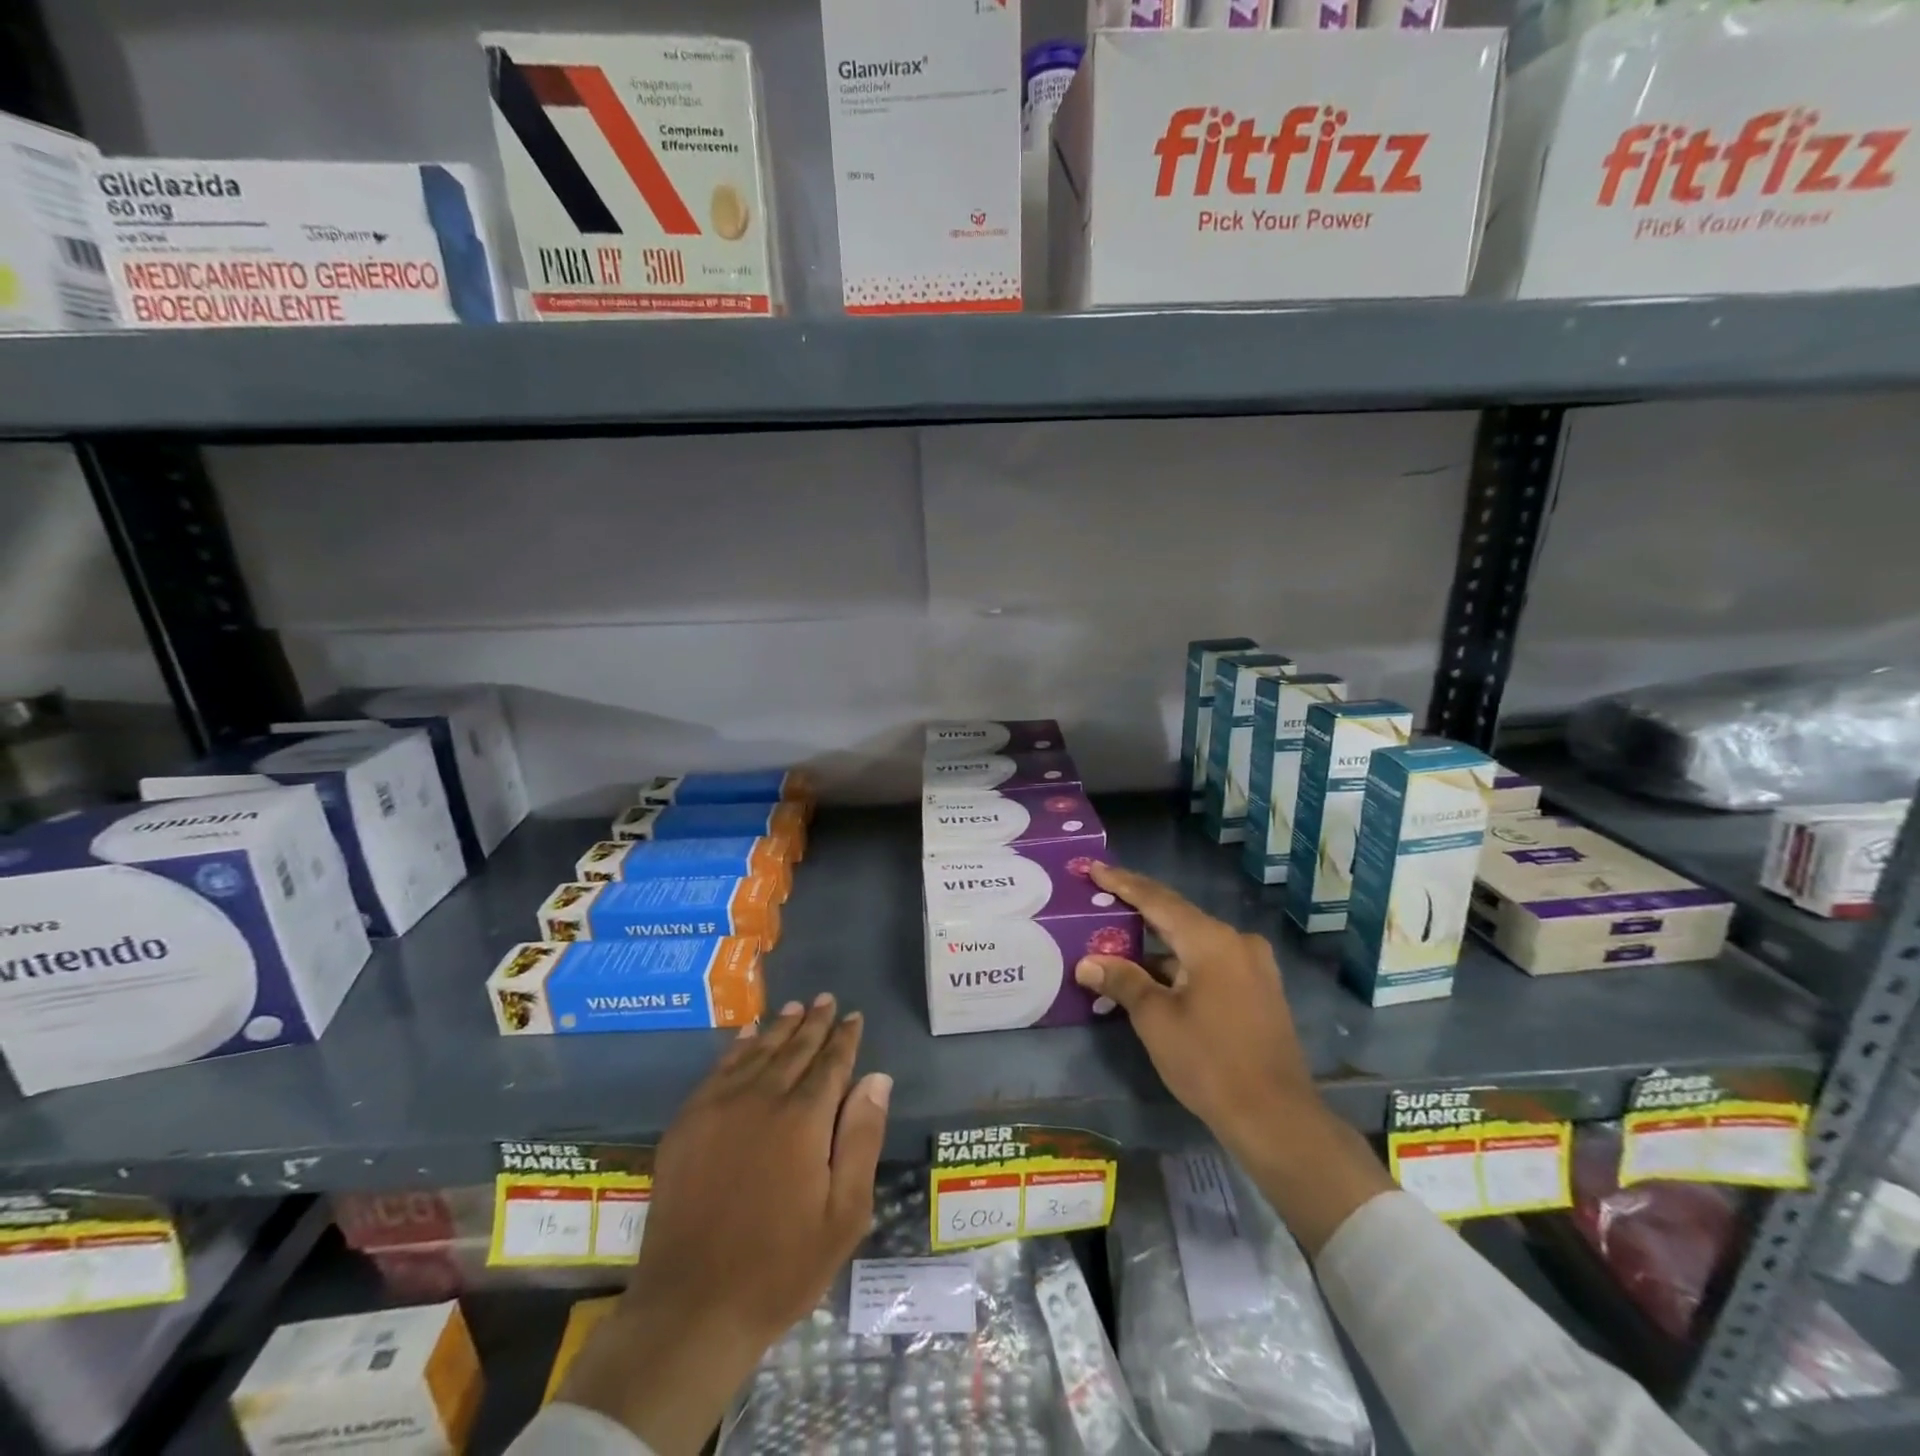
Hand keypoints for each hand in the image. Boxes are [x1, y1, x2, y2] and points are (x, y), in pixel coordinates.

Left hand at [558, 994, 892, 1453]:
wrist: (692, 1308)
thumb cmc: (781, 1267)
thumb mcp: (843, 1214)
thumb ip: (862, 1139)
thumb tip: (876, 1078)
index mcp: (804, 1119)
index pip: (831, 1064)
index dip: (845, 1038)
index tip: (854, 1016)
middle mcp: (762, 1099)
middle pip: (794, 1049)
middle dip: (814, 1022)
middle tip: (826, 999)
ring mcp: (719, 1108)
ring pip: (757, 1052)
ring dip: (779, 1028)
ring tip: (794, 1007)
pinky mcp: (687, 1123)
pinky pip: (718, 1070)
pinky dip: (737, 1047)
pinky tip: (746, 1035)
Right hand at [1076, 863, 1392, 1253]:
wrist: (1276, 1118)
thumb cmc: (1210, 1062)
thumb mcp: (1156, 1020)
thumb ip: (1122, 981)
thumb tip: (1087, 962)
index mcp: (1211, 940)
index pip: (1157, 900)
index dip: (1123, 883)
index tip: (1094, 868)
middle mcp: (1237, 941)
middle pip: (1177, 916)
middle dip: (1138, 909)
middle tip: (1102, 897)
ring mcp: (1253, 965)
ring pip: (1194, 941)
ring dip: (1157, 942)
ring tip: (1118, 939)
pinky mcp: (1259, 989)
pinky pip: (1210, 961)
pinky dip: (1179, 962)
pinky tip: (1153, 972)